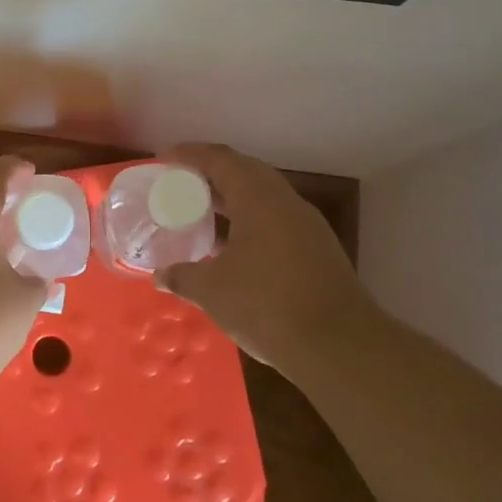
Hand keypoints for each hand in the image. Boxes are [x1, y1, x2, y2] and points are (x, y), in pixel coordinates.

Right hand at [157, 143, 376, 373]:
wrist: (340, 348)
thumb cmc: (267, 304)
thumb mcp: (211, 291)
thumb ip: (182, 276)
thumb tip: (161, 276)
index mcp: (258, 198)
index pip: (220, 159)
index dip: (189, 154)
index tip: (164, 160)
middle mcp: (285, 202)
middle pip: (244, 171)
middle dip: (211, 173)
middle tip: (180, 184)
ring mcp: (306, 227)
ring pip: (263, 197)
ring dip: (231, 199)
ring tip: (201, 213)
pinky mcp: (317, 251)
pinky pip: (275, 221)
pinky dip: (249, 222)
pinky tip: (231, 247)